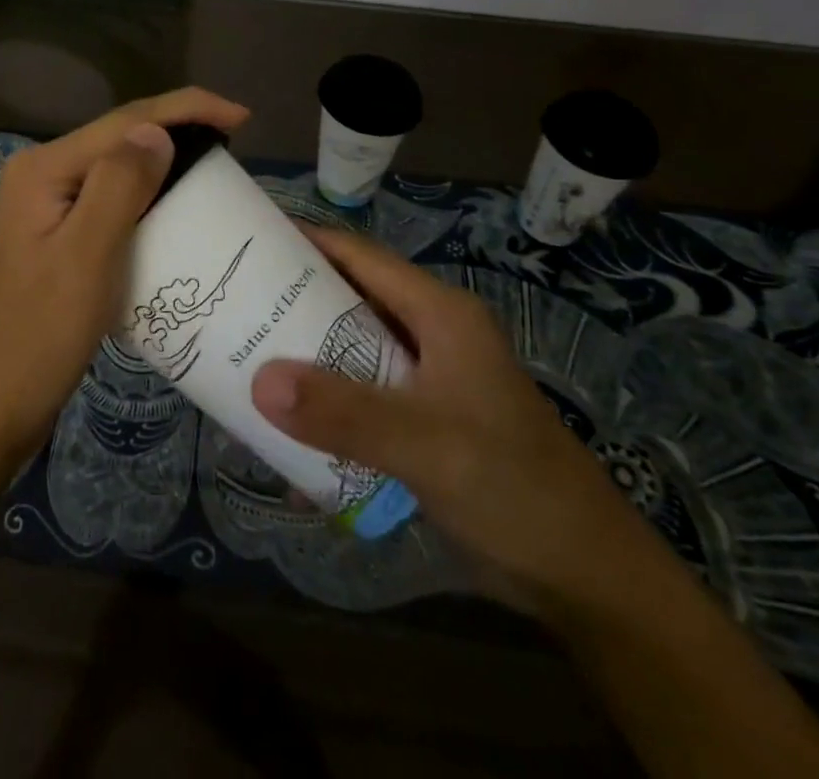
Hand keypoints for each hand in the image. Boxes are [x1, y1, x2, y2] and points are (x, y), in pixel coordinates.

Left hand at [0, 88, 250, 467]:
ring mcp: (43, 211)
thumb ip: (119, 185)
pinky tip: (171, 214)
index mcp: (44, 169)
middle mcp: (40, 177)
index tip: (243, 117)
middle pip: (119, 139)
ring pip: (114, 172)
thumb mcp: (85, 256)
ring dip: (163, 166)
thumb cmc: (36, 337)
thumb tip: (157, 130)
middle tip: (234, 150)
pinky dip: (145, 202)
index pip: (125, 120)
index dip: (187, 108)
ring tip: (213, 174)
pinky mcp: (52, 242)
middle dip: (177, 132)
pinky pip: (107, 206)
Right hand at [250, 225, 649, 612]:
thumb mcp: (426, 444)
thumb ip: (343, 412)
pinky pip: (362, 396)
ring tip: (245, 358)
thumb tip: (259, 381)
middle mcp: (431, 334)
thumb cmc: (513, 487)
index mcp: (439, 314)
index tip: (247, 242)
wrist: (585, 578)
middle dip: (293, 302)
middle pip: (350, 300)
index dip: (306, 241)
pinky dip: (327, 404)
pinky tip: (287, 427)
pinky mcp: (425, 421)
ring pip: (352, 350)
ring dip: (306, 357)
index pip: (360, 256)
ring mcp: (429, 380)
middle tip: (233, 305)